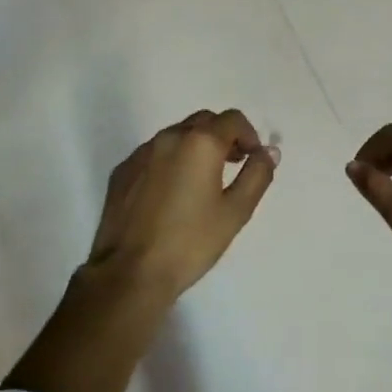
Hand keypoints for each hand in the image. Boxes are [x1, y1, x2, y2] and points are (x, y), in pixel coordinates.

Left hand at [86, 109, 278, 302]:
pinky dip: (170, 161)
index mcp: (200, 142)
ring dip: (195, 147)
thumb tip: (269, 151)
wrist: (131, 272)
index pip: (233, 119)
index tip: (252, 161)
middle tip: (232, 166)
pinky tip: (171, 194)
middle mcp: (169, 137)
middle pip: (204, 121)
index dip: (249, 136)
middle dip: (223, 137)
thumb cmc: (190, 242)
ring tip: (202, 182)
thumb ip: (257, 175)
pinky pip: (154, 154)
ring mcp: (141, 152)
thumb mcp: (235, 212)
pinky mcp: (123, 170)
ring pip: (177, 135)